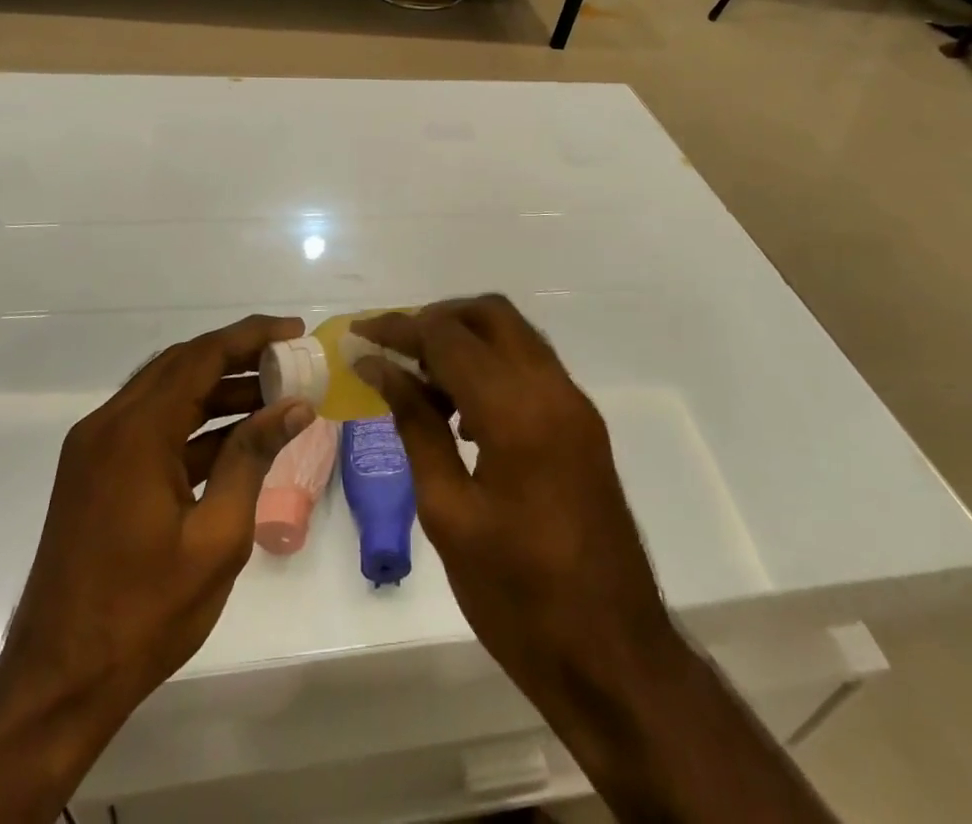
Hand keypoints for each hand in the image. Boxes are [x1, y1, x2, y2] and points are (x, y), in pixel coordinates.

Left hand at [0, 314, 315, 731]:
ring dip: (218, 389)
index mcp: (135, 432)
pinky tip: (237, 438)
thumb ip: (252, 458)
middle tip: (288, 359)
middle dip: (238, 356)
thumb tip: (294, 406)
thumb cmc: (144, 613)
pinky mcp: (96, 473)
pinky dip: (195, 423)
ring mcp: (97, 449)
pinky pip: (152, 426)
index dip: (251, 336)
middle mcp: (109, 425)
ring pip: (167, 393)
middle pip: (182, 365)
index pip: (202, 356)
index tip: (294, 331)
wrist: (57, 684)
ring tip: (274, 397)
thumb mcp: (217, 537)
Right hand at [354, 299, 835, 823]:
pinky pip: (531, 367)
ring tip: (420, 382)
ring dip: (466, 340)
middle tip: (394, 350)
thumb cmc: (518, 597)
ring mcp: (575, 404)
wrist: (613, 656)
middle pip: (490, 314)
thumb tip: (381, 369)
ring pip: (514, 336)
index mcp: (517, 411)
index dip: (398, 328)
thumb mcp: (448, 513)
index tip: (359, 334)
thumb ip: (416, 426)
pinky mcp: (582, 425)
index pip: (448, 338)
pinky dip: (492, 366)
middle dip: (437, 319)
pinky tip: (461, 412)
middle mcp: (553, 389)